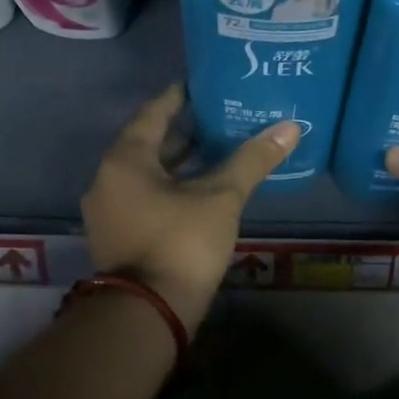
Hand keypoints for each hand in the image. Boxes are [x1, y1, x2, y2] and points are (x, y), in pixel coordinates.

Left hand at [83, 85, 298, 328]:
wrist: (147, 313)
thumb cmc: (180, 243)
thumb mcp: (220, 198)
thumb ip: (252, 160)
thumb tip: (290, 127)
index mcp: (125, 160)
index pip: (152, 113)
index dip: (179, 97)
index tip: (202, 85)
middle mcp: (107, 180)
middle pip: (147, 144)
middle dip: (182, 132)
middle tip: (218, 117)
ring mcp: (108, 212)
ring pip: (146, 175)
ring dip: (177, 163)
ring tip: (215, 151)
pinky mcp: (118, 237)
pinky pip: (144, 199)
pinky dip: (169, 189)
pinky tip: (200, 193)